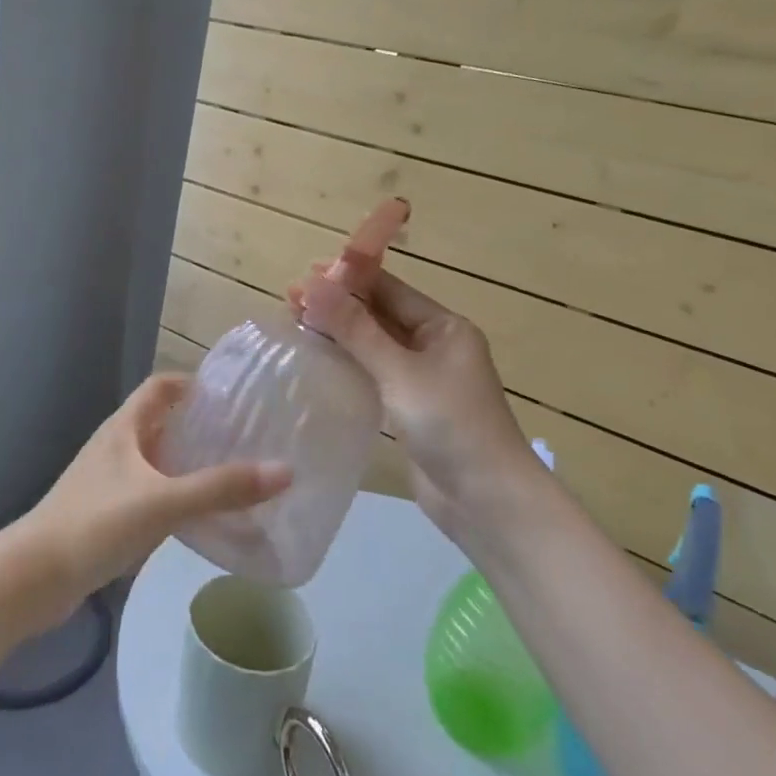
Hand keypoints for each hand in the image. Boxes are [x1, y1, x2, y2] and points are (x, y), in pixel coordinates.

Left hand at [2, 375, 291, 632]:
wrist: (31, 579)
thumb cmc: (95, 524)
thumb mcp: (163, 502)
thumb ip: (221, 488)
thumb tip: (284, 471)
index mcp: (123, 428)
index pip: (160, 387)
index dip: (193, 383)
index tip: (231, 394)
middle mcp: (115, 446)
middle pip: (161, 422)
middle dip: (198, 426)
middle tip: (243, 436)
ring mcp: (107, 482)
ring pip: (156, 461)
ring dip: (187, 463)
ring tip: (231, 474)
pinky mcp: (104, 515)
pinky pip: (148, 493)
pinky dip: (174, 496)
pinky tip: (198, 517)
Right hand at [297, 268, 543, 554]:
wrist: (486, 502)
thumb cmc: (450, 424)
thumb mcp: (399, 371)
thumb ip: (355, 328)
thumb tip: (312, 285)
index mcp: (444, 327)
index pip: (390, 289)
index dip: (347, 278)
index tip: (304, 274)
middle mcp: (435, 345)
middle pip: (379, 314)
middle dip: (338, 305)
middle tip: (290, 299)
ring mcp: (422, 378)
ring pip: (373, 345)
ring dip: (339, 333)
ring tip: (295, 322)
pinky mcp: (410, 408)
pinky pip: (373, 374)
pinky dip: (347, 363)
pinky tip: (317, 360)